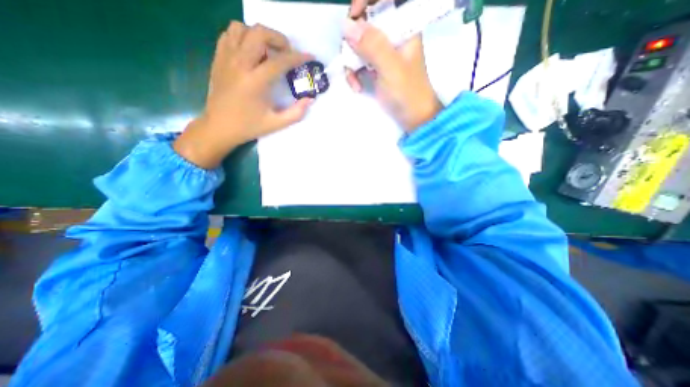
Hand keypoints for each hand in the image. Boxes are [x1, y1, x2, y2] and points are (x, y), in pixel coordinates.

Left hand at [175, 21, 313, 169]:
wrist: (219, 126)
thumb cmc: (249, 126)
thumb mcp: (277, 124)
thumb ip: (296, 113)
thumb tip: (310, 99)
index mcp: (255, 82)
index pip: (280, 61)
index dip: (298, 57)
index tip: (309, 57)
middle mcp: (240, 64)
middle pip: (259, 33)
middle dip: (278, 39)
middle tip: (287, 53)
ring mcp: (226, 58)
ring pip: (242, 28)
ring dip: (259, 36)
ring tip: (268, 51)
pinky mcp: (218, 58)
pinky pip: (229, 35)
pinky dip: (243, 37)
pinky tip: (251, 52)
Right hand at [346, 0, 440, 130]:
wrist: (414, 118)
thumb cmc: (408, 94)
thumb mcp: (391, 69)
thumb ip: (373, 46)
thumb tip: (347, 26)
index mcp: (404, 27)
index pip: (383, 1)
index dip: (365, 3)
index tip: (352, 18)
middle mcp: (392, 36)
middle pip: (366, 23)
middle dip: (353, 41)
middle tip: (349, 58)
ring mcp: (383, 53)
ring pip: (359, 44)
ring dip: (351, 62)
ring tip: (354, 81)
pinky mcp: (377, 68)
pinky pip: (359, 62)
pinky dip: (354, 74)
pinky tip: (357, 86)